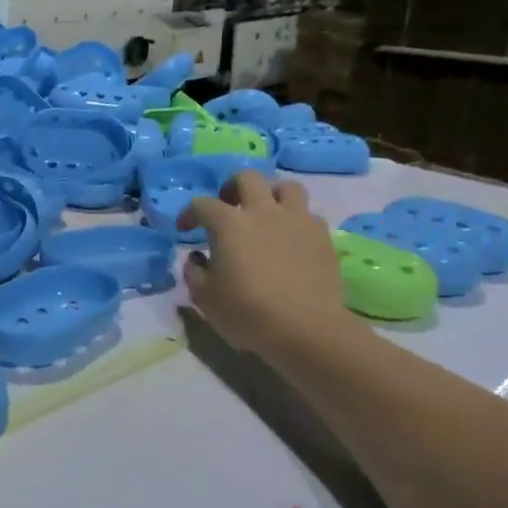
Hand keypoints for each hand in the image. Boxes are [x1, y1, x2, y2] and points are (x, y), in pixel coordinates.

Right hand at [179, 171, 365, 364]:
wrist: (306, 329)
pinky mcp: (322, 237)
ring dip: (272, 195)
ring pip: (286, 187)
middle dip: (232, 187)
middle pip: (248, 178)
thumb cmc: (247, 312)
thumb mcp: (205, 298)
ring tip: (265, 214)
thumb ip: (194, 272)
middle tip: (228, 206)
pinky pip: (308, 215)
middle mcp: (263, 212)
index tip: (184, 229)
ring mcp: (297, 221)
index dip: (189, 213)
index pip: (202, 204)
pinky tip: (291, 240)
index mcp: (230, 223)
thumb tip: (197, 258)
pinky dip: (295, 221)